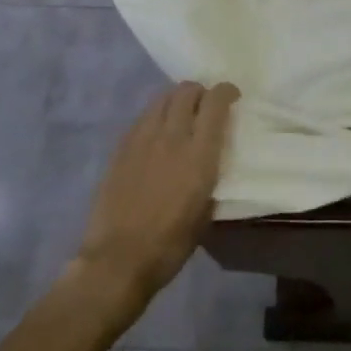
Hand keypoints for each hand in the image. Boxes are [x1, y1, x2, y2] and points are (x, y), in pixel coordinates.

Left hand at [69, 82, 236, 316]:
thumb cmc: (170, 244)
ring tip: (180, 114)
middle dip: (200, 92)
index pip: (216, 102)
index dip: (226, 91)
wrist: (118, 260)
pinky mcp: (121, 147)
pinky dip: (156, 115)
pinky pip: (143, 117)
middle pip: (187, 91)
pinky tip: (157, 133)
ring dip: (176, 99)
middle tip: (205, 106)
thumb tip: (212, 158)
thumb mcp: (206, 210)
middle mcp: (172, 136)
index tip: (232, 97)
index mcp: (199, 153)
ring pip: (162, 98)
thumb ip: (211, 174)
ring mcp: (143, 139)